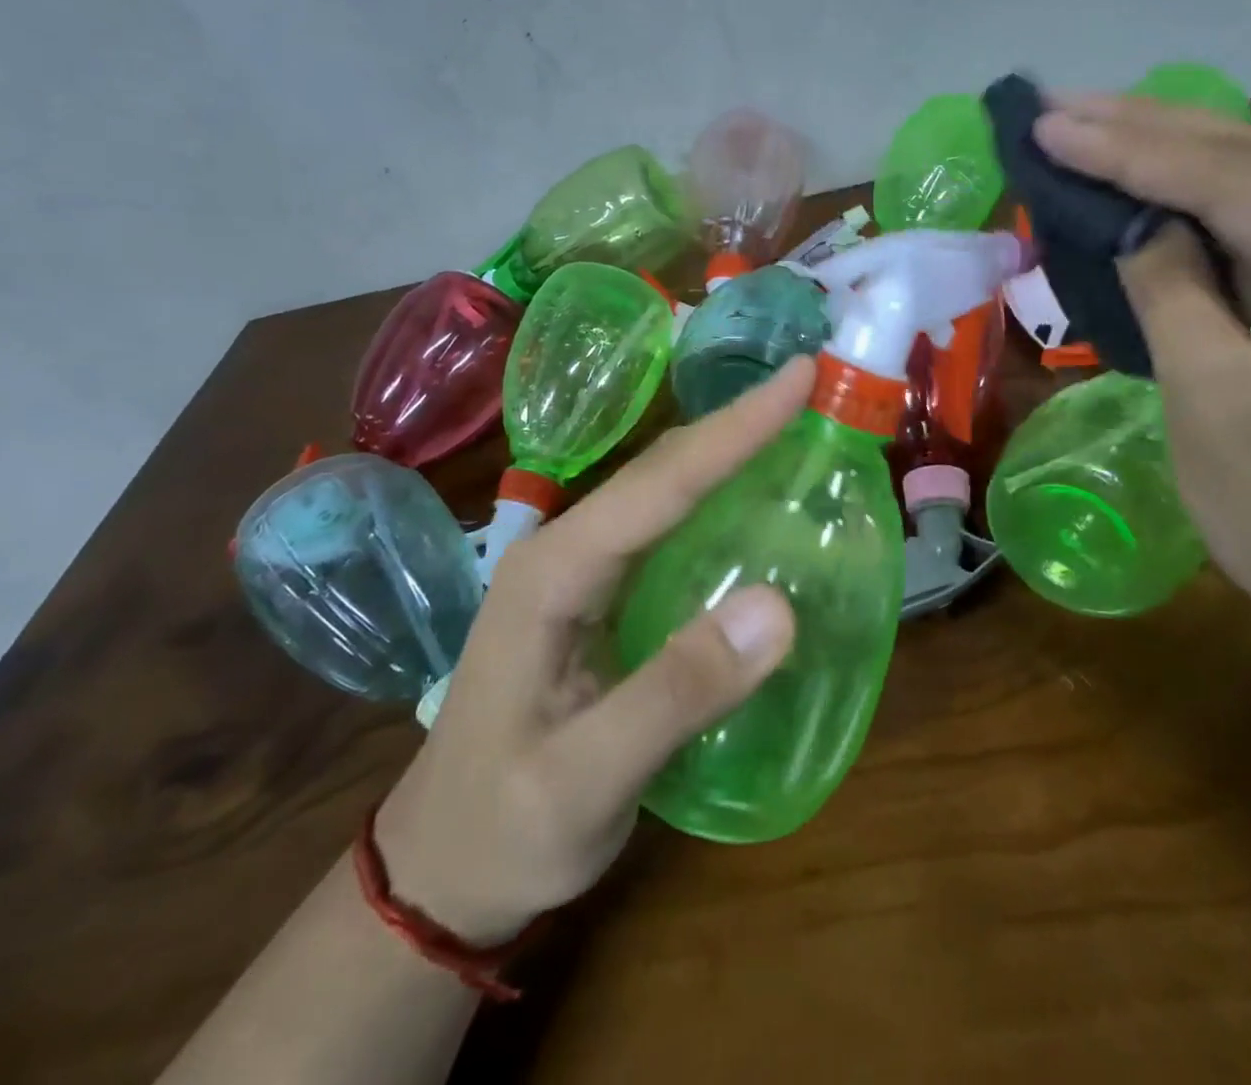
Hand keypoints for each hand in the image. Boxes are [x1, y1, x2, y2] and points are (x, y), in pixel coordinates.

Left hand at [374, 360, 811, 942]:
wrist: (440, 874)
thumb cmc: (502, 830)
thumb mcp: (584, 781)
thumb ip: (676, 694)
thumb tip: (778, 607)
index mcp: (553, 573)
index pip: (660, 483)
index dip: (736, 427)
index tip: (800, 377)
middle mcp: (566, 551)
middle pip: (663, 469)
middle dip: (738, 421)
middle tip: (811, 386)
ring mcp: (582, 572)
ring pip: (667, 491)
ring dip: (730, 450)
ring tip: (796, 421)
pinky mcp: (602, 597)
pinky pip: (671, 529)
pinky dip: (720, 498)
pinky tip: (757, 497)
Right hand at [1034, 96, 1250, 634]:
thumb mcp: (1223, 417)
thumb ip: (1176, 302)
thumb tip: (1137, 226)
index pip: (1239, 184)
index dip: (1132, 151)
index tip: (1048, 124)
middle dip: (1149, 131)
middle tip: (1057, 108)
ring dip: (1172, 159)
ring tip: (1090, 129)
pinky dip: (1200, 212)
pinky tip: (1151, 191)